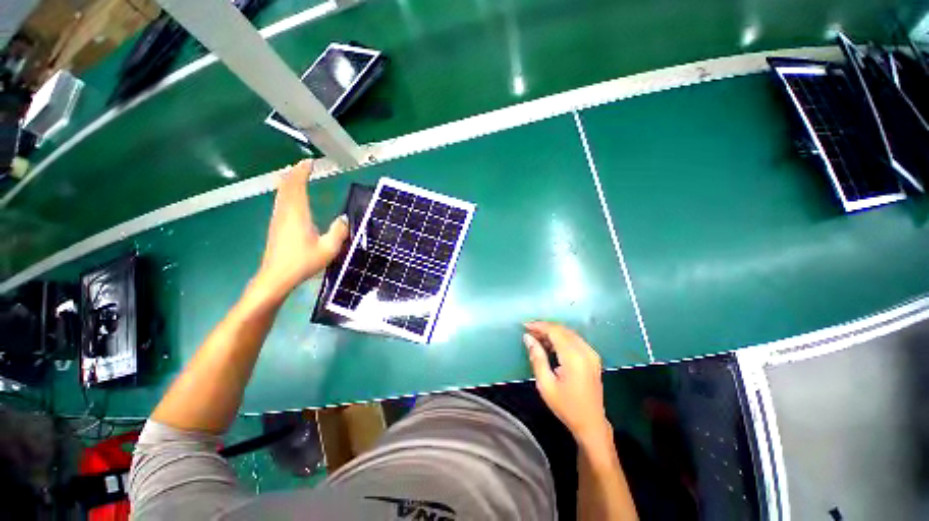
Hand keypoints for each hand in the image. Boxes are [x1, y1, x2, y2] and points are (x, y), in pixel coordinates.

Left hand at [257, 160, 347, 295]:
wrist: (276, 277)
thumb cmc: (303, 263)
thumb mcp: (328, 249)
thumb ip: (338, 232)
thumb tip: (343, 218)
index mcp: (297, 215)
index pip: (296, 186)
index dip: (301, 172)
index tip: (309, 162)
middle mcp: (285, 213)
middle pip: (285, 187)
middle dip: (293, 173)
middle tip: (303, 164)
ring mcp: (278, 219)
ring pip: (280, 194)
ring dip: (288, 181)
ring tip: (295, 174)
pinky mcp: (276, 226)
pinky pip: (280, 201)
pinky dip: (285, 192)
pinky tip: (289, 196)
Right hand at [524, 322, 610, 443]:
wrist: (591, 423)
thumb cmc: (566, 406)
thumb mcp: (546, 384)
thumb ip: (537, 357)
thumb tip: (528, 338)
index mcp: (574, 358)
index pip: (555, 331)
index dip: (539, 326)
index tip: (525, 326)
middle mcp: (585, 351)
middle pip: (562, 329)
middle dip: (545, 327)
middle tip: (529, 332)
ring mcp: (591, 353)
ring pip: (569, 333)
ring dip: (553, 332)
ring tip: (536, 337)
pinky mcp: (593, 357)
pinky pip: (575, 339)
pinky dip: (561, 338)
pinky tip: (550, 344)